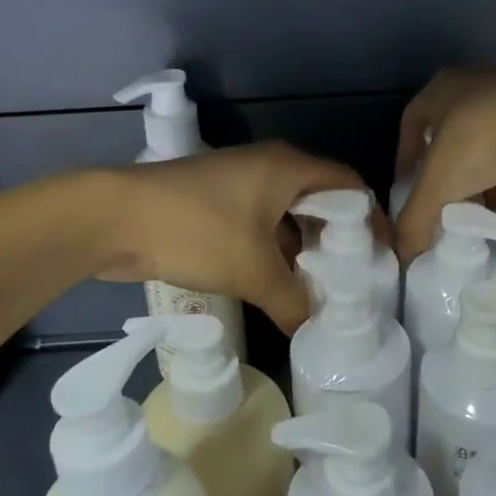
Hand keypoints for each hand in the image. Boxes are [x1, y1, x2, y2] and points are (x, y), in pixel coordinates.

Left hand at [96, 143, 366, 333]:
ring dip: (301, 249)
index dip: (370, 218)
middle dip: (335, 239)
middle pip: (319, 200)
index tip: (382, 256)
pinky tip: (276, 285)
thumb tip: (310, 329)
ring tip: (317, 290)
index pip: (348, 185)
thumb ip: (291, 301)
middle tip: (351, 279)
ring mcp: (239, 183)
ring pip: (286, 215)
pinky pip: (259, 224)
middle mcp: (269, 168)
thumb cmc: (196, 230)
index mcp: (288, 167)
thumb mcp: (252, 271)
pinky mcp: (214, 203)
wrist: (114, 218)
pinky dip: (272, 250)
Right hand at [394, 66, 495, 262]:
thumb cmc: (480, 139)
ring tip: (483, 220)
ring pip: (493, 151)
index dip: (407, 156)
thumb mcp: (437, 184)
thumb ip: (415, 220)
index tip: (408, 187)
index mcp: (443, 89)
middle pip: (455, 140)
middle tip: (448, 209)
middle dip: (451, 179)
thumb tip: (402, 256)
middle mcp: (479, 88)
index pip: (413, 121)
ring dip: (486, 187)